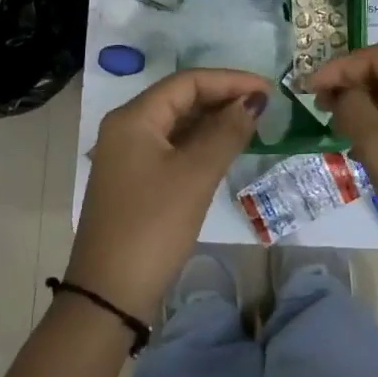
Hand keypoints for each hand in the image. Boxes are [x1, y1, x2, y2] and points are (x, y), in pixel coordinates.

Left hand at [65, 69, 270, 322]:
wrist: (109, 296)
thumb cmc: (153, 226)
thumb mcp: (195, 175)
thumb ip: (226, 132)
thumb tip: (252, 102)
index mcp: (134, 117)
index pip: (188, 81)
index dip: (230, 80)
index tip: (268, 90)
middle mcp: (127, 128)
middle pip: (181, 98)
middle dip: (223, 98)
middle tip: (265, 107)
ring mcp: (129, 155)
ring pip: (178, 123)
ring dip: (214, 120)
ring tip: (253, 124)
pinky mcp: (136, 180)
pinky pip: (173, 146)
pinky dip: (201, 143)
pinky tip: (227, 148)